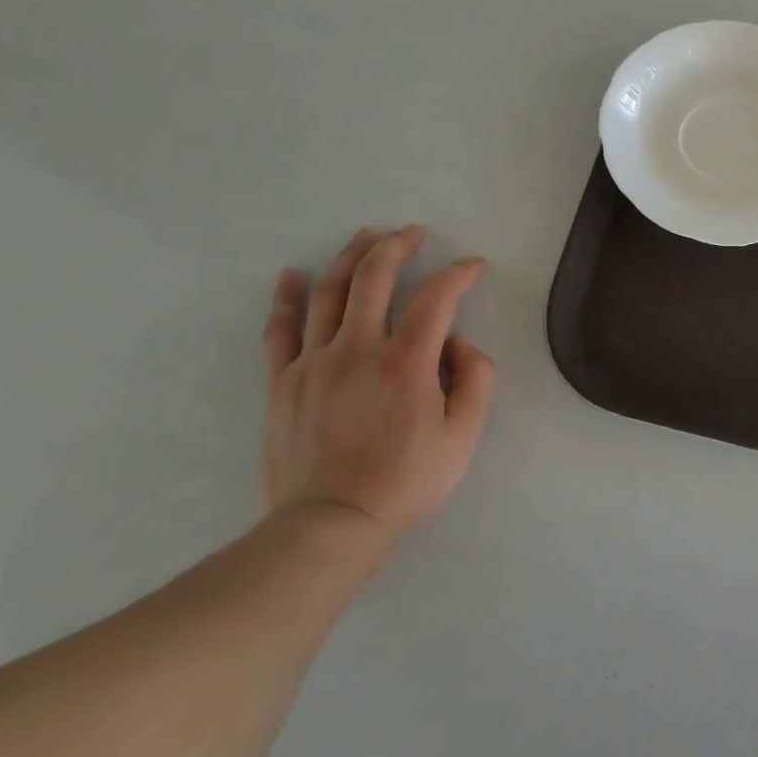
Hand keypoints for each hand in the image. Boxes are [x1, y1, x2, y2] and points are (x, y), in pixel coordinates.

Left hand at [260, 226, 494, 556]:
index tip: (473, 265)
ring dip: (350, 256)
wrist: (330, 523)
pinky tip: (292, 276)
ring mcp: (314, 362)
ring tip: (366, 236)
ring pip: (329, 292)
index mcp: (406, 361)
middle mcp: (358, 348)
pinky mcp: (284, 381)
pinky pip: (281, 329)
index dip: (459, 273)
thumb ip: (475, 379)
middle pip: (375, 277)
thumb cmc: (406, 481)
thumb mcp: (464, 435)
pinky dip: (288, 297)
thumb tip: (458, 344)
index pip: (437, 297)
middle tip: (412, 233)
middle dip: (397, 246)